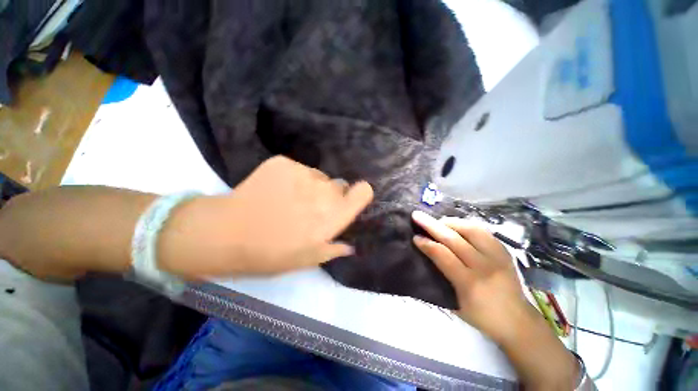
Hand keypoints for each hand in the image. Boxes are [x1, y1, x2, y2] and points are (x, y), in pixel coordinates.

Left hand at [159, 156, 373, 278]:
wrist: (226, 233)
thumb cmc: (271, 253)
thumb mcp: (307, 259)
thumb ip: (333, 248)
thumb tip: (349, 245)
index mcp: (334, 215)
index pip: (363, 191)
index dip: (359, 194)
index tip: (349, 200)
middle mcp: (324, 191)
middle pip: (339, 184)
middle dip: (331, 195)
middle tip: (311, 208)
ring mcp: (303, 173)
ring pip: (318, 176)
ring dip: (311, 186)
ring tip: (290, 200)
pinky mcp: (283, 163)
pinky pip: (298, 169)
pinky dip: (292, 178)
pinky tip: (275, 191)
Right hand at [411, 211, 536, 344]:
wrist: (518, 321)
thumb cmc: (481, 316)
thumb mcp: (455, 304)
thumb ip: (441, 278)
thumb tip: (425, 256)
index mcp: (470, 283)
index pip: (443, 256)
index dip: (427, 244)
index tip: (415, 237)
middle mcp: (484, 266)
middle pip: (453, 239)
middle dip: (432, 225)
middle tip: (417, 216)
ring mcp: (497, 256)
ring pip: (470, 229)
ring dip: (449, 222)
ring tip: (437, 221)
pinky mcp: (504, 251)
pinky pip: (482, 230)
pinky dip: (465, 224)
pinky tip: (456, 225)